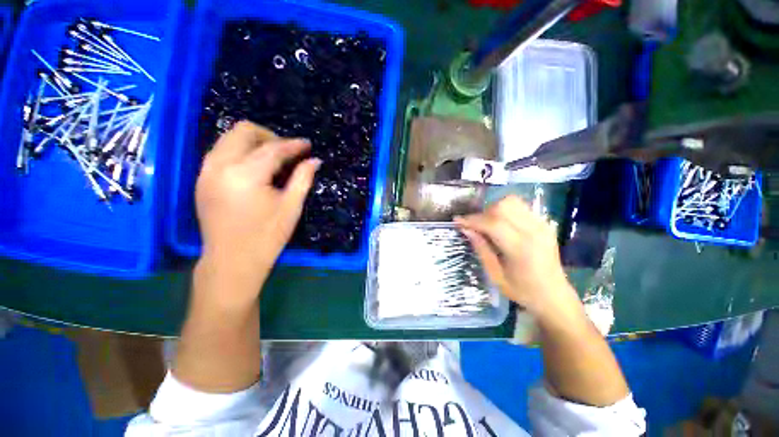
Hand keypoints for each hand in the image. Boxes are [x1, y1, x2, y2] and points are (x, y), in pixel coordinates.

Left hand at [195, 121, 320, 289]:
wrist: (232, 261)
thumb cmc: (267, 236)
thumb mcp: (291, 207)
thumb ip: (303, 179)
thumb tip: (314, 161)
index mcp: (245, 175)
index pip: (272, 149)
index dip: (293, 145)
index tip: (308, 145)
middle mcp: (219, 166)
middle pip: (243, 131)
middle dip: (269, 136)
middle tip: (288, 152)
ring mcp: (206, 172)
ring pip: (228, 138)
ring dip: (253, 143)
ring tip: (274, 159)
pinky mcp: (202, 180)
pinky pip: (221, 152)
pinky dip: (240, 152)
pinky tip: (255, 169)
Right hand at [455, 196, 581, 323]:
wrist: (554, 296)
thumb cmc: (522, 290)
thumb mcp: (495, 275)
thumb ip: (481, 249)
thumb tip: (465, 229)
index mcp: (521, 248)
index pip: (493, 223)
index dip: (472, 220)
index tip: (457, 221)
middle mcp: (533, 231)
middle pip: (503, 207)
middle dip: (483, 213)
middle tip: (475, 226)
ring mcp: (542, 225)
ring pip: (512, 202)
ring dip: (494, 209)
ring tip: (488, 223)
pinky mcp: (544, 224)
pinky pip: (521, 207)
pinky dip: (506, 211)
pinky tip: (501, 224)